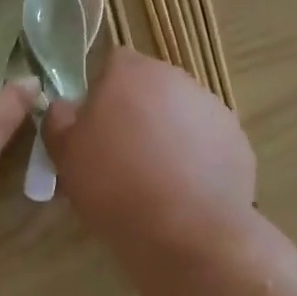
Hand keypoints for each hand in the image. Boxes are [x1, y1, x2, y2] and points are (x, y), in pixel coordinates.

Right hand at [43, 50, 254, 234]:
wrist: (188, 232)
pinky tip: (186, 191)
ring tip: (157, 178)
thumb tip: (65, 107)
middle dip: (138, 111)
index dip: (102, 91)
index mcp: (131, 72)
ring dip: (168, 132)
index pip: (113, 62)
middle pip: (150, 86)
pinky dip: (197, 157)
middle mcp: (175, 78)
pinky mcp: (237, 139)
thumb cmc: (116, 187)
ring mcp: (211, 107)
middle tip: (123, 154)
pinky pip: (207, 140)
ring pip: (180, 112)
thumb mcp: (66, 157)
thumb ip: (59, 121)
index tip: (96, 126)